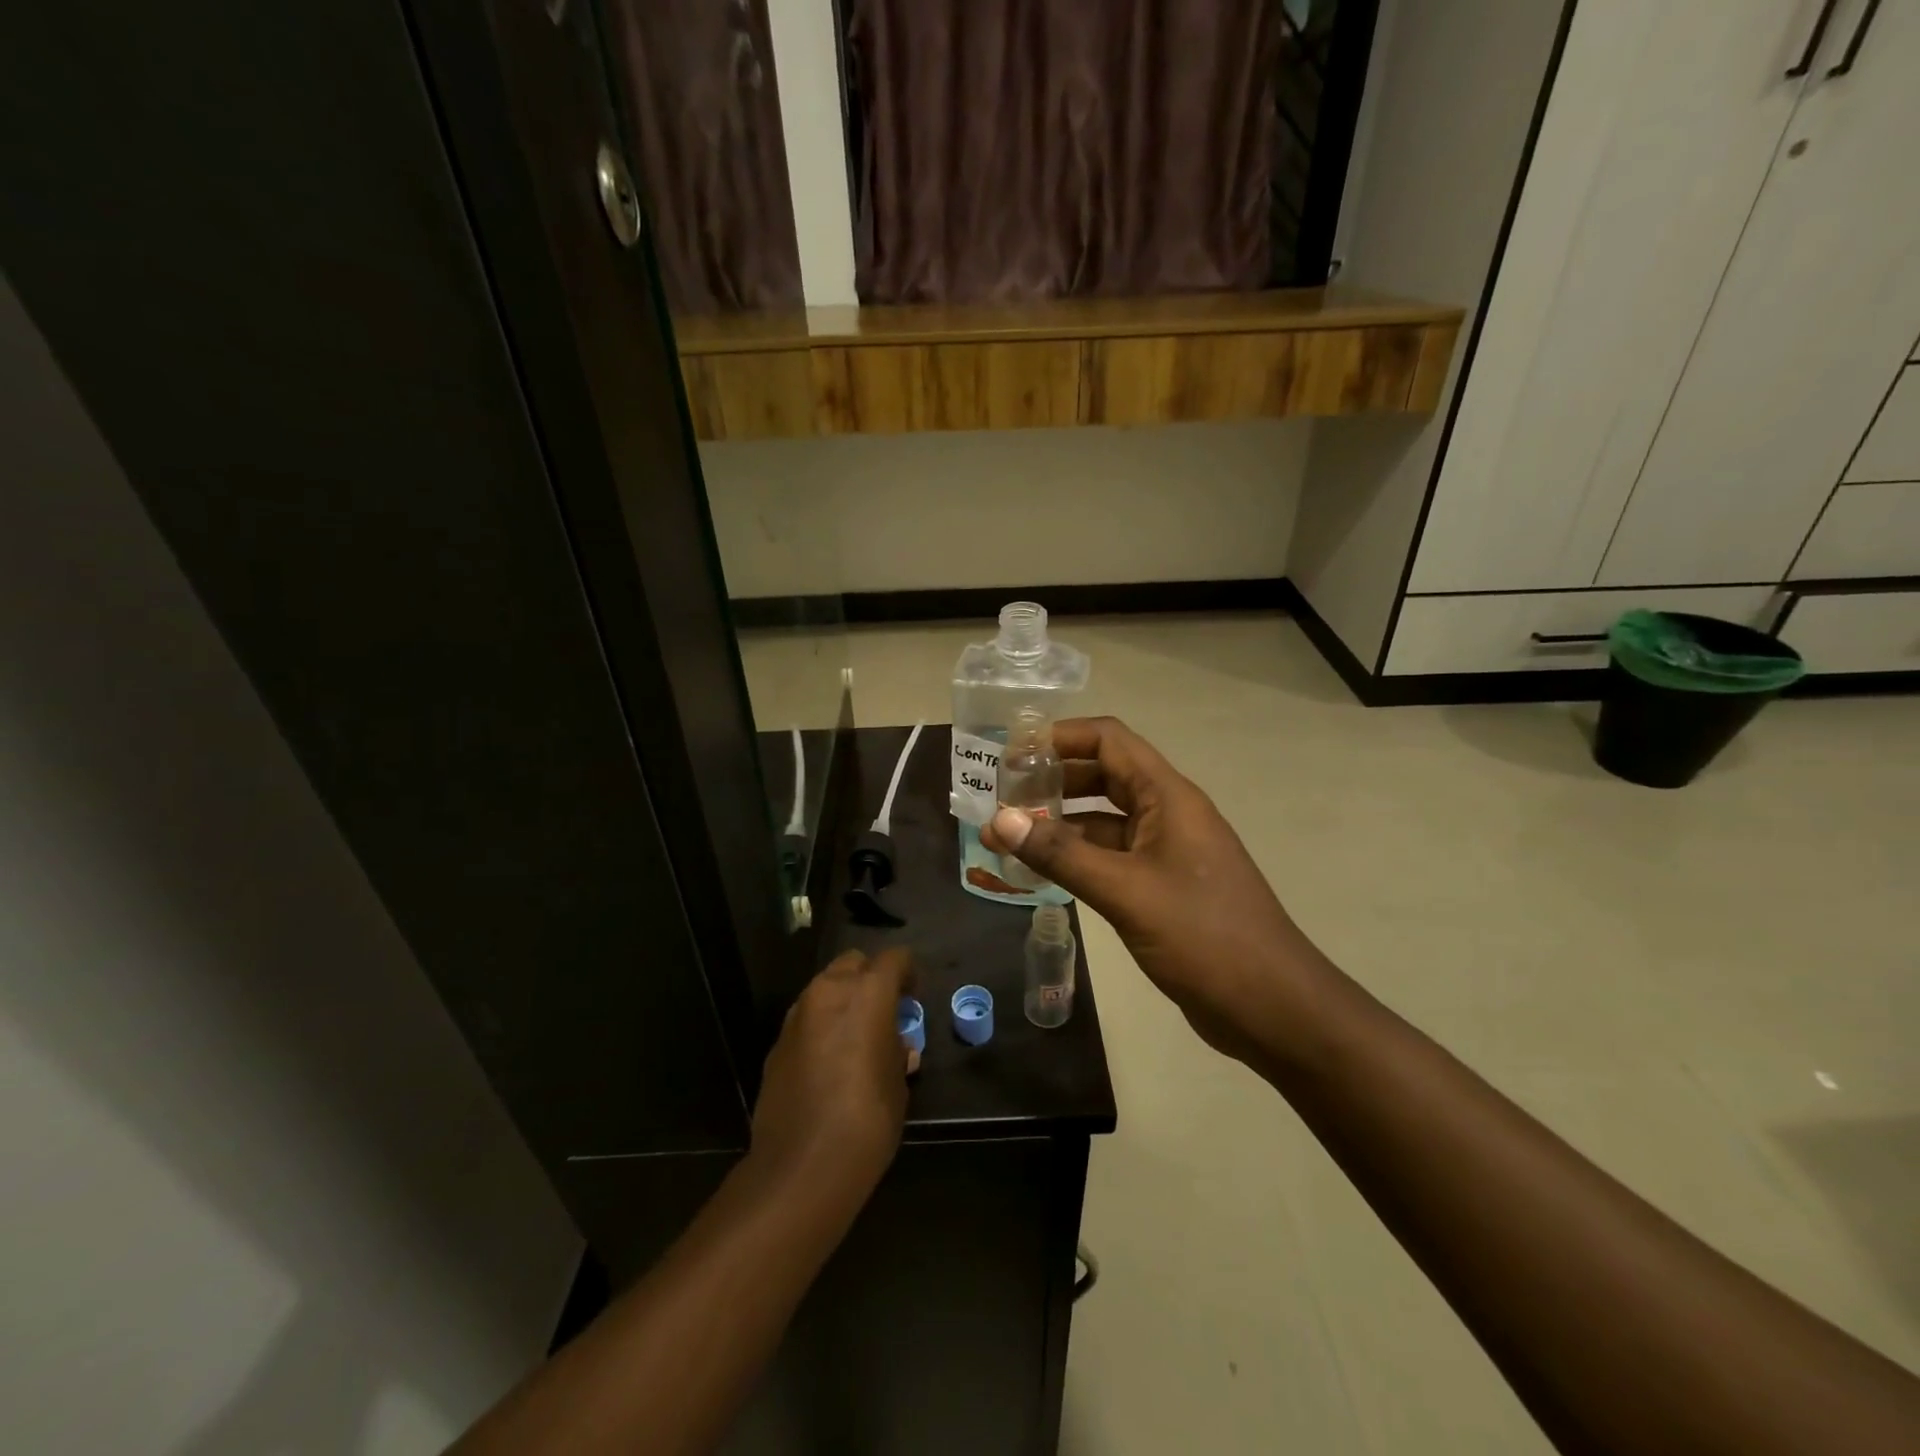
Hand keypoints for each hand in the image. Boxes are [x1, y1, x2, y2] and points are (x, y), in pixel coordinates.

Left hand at [748, 946, 914, 1217]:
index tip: (914, 998)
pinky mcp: (777, 1043)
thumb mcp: (898, 1083)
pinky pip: (806, 1020)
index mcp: (868, 992)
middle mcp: (829, 991)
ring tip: (858, 1037)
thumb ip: (896, 1052)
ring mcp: (797, 1015)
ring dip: (843, 1001)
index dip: (908, 973)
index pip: (894, 958)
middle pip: (853, 963)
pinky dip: (821, 1027)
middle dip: (871, 978)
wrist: (802, 1165)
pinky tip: (830, 1063)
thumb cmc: (867, 1119)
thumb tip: (895, 1047)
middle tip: (885, 1011)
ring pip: (825, 988)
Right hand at [984, 717, 1328, 1067]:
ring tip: (1008, 833)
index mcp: (1168, 797)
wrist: (1273, 1007)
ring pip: (1104, 819)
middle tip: (1001, 795)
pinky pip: (1110, 856)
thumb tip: (998, 819)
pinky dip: (1076, 857)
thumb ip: (1060, 855)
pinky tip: (1041, 871)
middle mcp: (1167, 813)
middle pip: (1103, 775)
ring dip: (1060, 821)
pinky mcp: (1161, 887)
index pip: (1109, 740)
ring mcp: (1166, 851)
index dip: (1060, 737)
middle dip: (1053, 780)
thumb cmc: (1204, 936)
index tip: (1012, 753)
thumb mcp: (1125, 892)